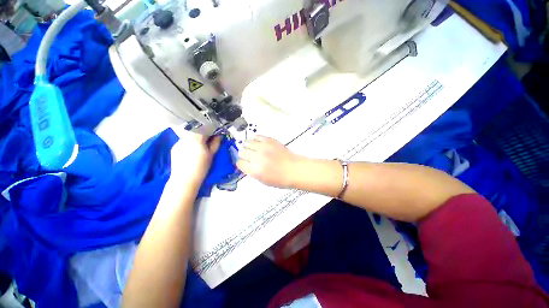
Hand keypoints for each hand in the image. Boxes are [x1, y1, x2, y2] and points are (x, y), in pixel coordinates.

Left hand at [170, 127, 221, 185]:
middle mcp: (186, 137)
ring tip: (200, 144)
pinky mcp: (175, 147)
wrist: (185, 179)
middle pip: (197, 130)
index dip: (212, 129)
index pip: (205, 128)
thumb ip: (216, 143)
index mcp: (197, 138)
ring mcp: (179, 142)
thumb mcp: (211, 154)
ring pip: (190, 135)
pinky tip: (192, 150)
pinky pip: (184, 141)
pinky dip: (189, 142)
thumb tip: (219, 135)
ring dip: (196, 137)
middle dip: (204, 132)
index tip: (216, 132)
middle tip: (209, 138)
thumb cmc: (201, 167)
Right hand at [237, 136, 301, 188]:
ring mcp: (263, 147)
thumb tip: (246, 164)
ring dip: (249, 146)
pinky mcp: (269, 140)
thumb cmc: (281, 178)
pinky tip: (259, 144)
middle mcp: (257, 157)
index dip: (242, 164)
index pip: (240, 163)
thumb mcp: (263, 180)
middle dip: (244, 155)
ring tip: (253, 149)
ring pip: (247, 142)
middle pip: (242, 152)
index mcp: (255, 169)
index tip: (244, 163)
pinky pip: (257, 136)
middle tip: (249, 157)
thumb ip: (252, 172)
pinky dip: (256, 140)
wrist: (294, 169)